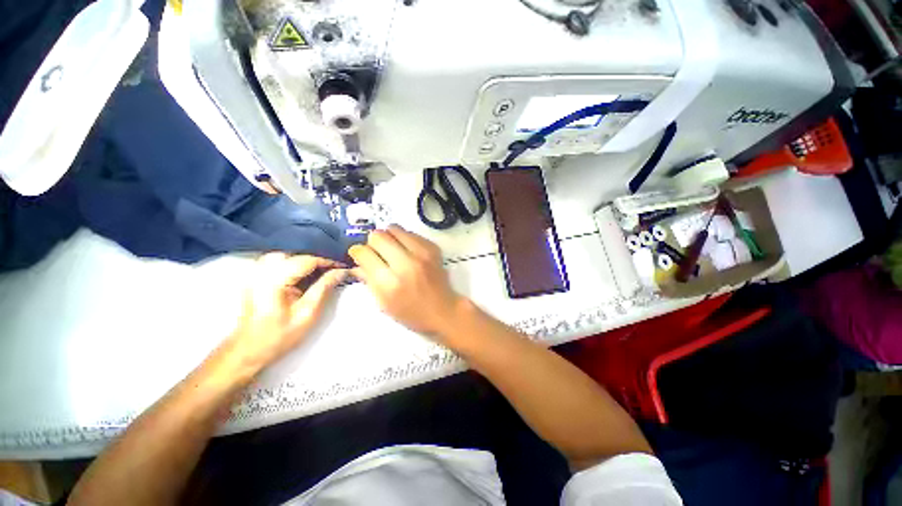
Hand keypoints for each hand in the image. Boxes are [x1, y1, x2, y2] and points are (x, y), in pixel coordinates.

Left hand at [223, 253, 347, 373]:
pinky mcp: (253, 278)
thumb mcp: (307, 313)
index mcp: (274, 281)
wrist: (248, 350)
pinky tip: (300, 275)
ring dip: (304, 261)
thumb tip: (341, 272)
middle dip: (316, 261)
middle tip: (332, 271)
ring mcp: (254, 274)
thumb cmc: (278, 336)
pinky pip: (275, 261)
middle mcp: (261, 273)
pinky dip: (291, 263)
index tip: (343, 267)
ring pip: (285, 255)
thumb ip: (324, 288)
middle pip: (295, 255)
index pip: (307, 261)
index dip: (328, 262)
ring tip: (318, 272)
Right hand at [349, 226, 467, 340]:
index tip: (360, 256)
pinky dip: (405, 239)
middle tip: (377, 252)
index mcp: (390, 283)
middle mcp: (406, 264)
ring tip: (392, 250)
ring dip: (389, 238)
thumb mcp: (383, 304)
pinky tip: (407, 252)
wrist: (443, 310)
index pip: (364, 253)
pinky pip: (411, 233)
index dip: (358, 253)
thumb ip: (368, 280)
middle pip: (378, 236)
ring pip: (394, 228)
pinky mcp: (433, 248)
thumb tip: (356, 262)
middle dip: (373, 243)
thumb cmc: (411, 313)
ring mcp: (422, 253)